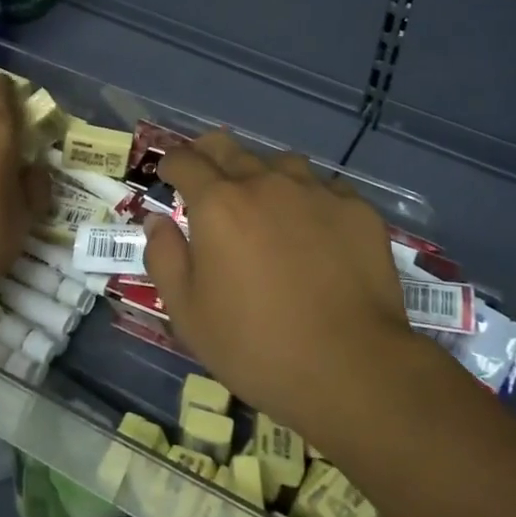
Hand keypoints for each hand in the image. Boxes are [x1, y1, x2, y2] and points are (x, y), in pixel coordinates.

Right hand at [141, 131, 416, 444]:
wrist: (351, 368)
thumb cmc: (255, 346)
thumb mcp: (187, 312)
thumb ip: (164, 257)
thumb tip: (158, 221)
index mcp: (219, 204)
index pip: (185, 161)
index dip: (171, 163)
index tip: (168, 174)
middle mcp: (265, 183)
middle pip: (229, 148)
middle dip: (209, 156)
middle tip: (207, 179)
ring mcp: (316, 191)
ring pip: (280, 163)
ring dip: (263, 176)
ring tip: (265, 205)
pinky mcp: (357, 209)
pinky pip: (324, 188)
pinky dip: (309, 199)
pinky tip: (315, 229)